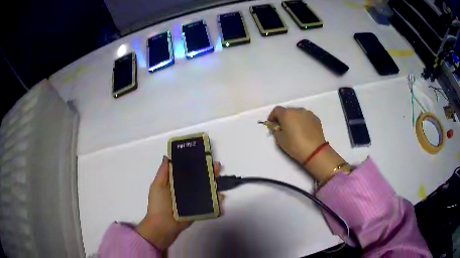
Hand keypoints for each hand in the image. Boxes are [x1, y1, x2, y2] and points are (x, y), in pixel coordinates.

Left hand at [136, 156, 223, 249]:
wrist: (163, 226)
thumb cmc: (158, 204)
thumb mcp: (158, 185)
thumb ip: (163, 171)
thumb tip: (167, 156)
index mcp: (176, 183)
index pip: (188, 171)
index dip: (196, 163)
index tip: (204, 156)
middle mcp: (186, 190)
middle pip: (200, 179)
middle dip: (209, 172)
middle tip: (217, 167)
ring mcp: (194, 200)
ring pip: (207, 190)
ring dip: (215, 184)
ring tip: (220, 179)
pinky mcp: (199, 210)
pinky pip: (209, 204)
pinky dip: (217, 201)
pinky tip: (221, 196)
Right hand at [268, 106, 345, 181]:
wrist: (314, 151)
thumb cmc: (295, 145)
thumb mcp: (280, 139)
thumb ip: (276, 130)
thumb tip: (277, 127)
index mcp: (287, 114)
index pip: (276, 110)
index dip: (272, 116)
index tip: (272, 124)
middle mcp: (297, 110)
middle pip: (288, 110)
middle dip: (284, 117)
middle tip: (283, 127)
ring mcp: (308, 113)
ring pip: (297, 113)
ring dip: (294, 119)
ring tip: (294, 129)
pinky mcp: (316, 118)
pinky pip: (306, 117)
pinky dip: (302, 121)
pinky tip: (303, 131)